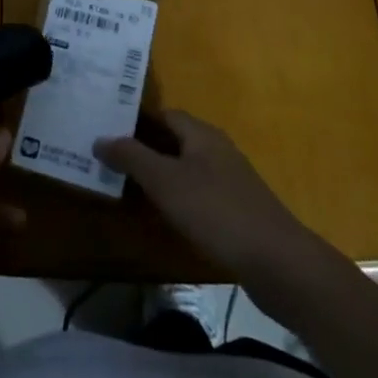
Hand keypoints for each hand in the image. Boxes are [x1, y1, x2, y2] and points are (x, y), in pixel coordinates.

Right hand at [95, 110, 310, 277]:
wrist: (278, 263)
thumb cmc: (216, 211)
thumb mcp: (166, 182)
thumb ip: (132, 157)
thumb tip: (99, 138)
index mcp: (202, 134)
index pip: (163, 114)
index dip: (135, 120)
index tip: (106, 129)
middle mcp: (217, 150)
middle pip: (174, 140)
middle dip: (143, 148)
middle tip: (108, 158)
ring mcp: (230, 180)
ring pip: (185, 168)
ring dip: (158, 175)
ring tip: (125, 187)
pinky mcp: (236, 210)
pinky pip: (197, 193)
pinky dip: (176, 198)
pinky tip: (162, 216)